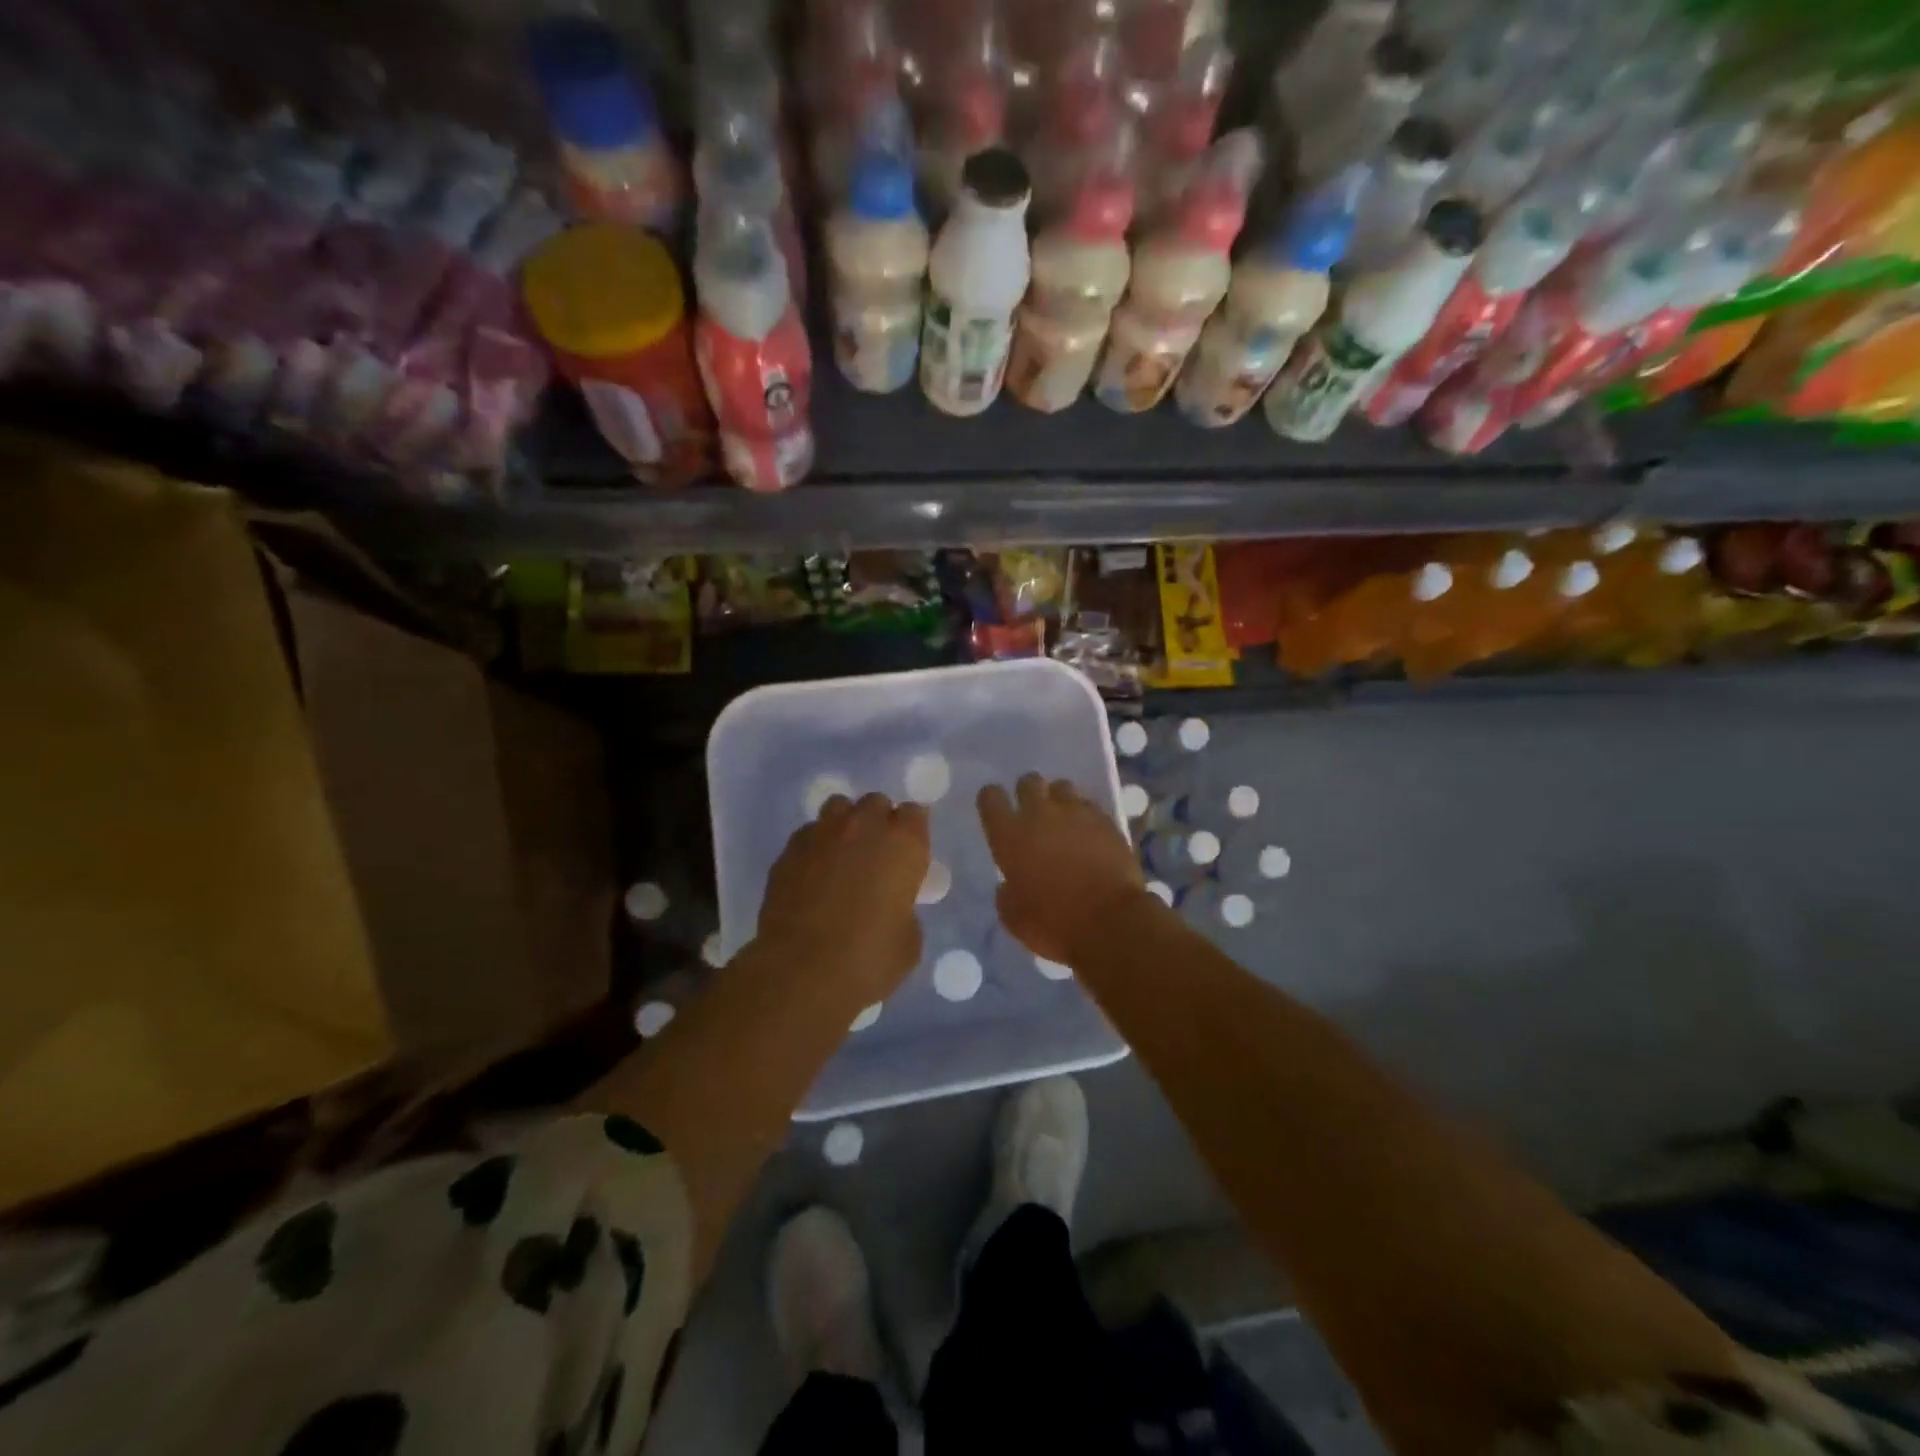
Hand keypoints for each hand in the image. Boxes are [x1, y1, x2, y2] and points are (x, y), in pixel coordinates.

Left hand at [757, 793, 930, 1001]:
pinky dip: (815, 846)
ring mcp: (822, 834)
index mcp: (903, 844)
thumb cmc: (869, 959)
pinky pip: (808, 833)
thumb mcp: (908, 940)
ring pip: (838, 807)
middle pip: (875, 803)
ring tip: (842, 854)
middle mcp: (864, 827)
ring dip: (845, 824)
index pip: (914, 813)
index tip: (908, 854)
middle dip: (878, 822)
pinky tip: (813, 872)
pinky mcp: (789, 850)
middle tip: (876, 854)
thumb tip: (891, 907)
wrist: (802, 972)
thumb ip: (904, 909)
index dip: (911, 831)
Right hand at [978, 774, 1151, 964]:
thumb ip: (1006, 893)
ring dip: (1059, 800)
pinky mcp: (1106, 820)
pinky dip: (1086, 816)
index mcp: (1010, 835)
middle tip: (1033, 813)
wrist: (1111, 923)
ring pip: (1062, 787)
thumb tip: (1009, 885)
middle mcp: (1040, 814)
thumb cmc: (1053, 924)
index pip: (990, 797)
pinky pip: (1090, 806)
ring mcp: (1076, 813)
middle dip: (1028, 792)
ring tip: (1064, 820)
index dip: (992, 801)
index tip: (997, 812)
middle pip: (1028, 782)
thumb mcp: (1013, 918)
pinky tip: (1090, 834)